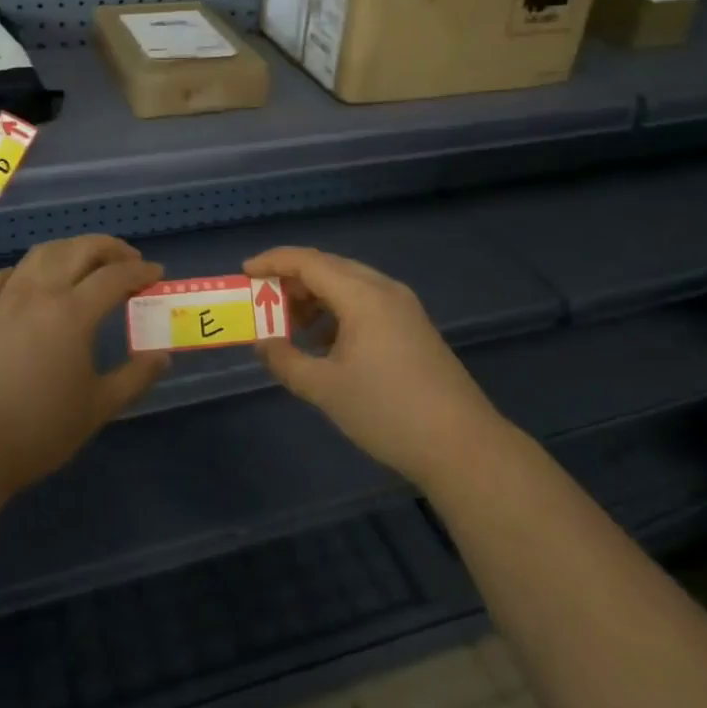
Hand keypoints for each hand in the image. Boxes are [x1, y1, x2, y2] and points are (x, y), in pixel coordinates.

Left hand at [0, 235, 167, 500]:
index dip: (140, 272)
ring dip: (70, 248)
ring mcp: (3, 301)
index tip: (157, 274)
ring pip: (40, 254)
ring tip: (86, 261)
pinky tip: (33, 281)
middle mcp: (38, 294)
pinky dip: (27, 269)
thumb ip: (135, 378)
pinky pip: (4, 276)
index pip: (114, 277)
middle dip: (109, 248)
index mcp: (72, 313)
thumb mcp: (98, 408)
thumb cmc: (37, 430)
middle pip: (78, 250)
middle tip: (129, 260)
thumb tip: (162, 356)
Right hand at [244, 246, 501, 490]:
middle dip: (292, 281)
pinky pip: (367, 303)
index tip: (244, 272)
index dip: (273, 262)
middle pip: (329, 268)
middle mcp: (385, 290)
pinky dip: (338, 313)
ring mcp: (404, 308)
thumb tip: (263, 344)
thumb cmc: (387, 412)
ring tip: (291, 327)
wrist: (462, 445)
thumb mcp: (325, 388)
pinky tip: (325, 344)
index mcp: (362, 295)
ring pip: (349, 285)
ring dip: (316, 298)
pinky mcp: (414, 327)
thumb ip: (286, 361)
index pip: (308, 261)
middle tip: (263, 303)